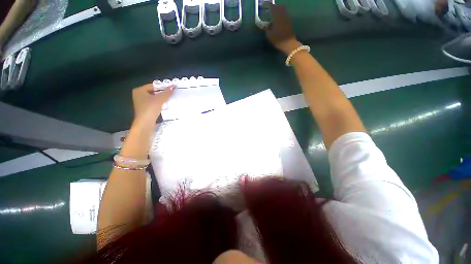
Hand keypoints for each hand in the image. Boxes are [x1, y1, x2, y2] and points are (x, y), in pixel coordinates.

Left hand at [132, 83, 174, 123]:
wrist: (145, 123)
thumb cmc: (150, 108)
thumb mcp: (160, 99)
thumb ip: (167, 92)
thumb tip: (174, 86)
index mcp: (139, 90)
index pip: (153, 85)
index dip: (162, 87)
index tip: (171, 89)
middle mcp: (138, 95)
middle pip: (153, 92)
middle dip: (162, 93)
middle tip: (171, 94)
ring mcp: (141, 103)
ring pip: (154, 98)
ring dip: (162, 99)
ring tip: (170, 99)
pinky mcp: (145, 109)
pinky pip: (153, 104)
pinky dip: (159, 104)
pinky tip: (165, 106)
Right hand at [265, 4, 301, 54]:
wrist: (288, 43)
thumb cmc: (278, 39)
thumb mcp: (269, 35)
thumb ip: (267, 28)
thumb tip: (266, 24)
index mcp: (277, 16)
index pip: (272, 7)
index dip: (267, 5)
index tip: (263, 5)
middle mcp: (282, 15)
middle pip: (278, 7)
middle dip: (273, 7)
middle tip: (268, 8)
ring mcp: (286, 18)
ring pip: (282, 10)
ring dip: (277, 10)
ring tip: (273, 13)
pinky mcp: (289, 22)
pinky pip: (284, 15)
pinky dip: (280, 14)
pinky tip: (278, 18)